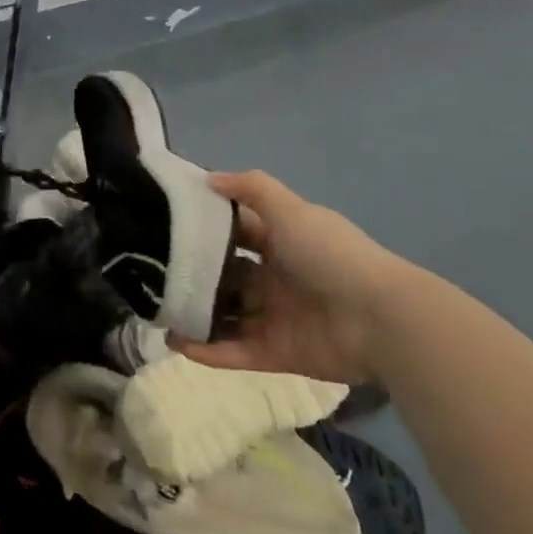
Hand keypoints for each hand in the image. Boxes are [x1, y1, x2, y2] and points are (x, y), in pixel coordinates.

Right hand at [174, 171, 409, 385]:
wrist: (380, 319)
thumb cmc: (330, 255)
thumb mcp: (291, 209)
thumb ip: (251, 189)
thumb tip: (208, 179)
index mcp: (281, 242)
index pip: (236, 233)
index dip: (205, 230)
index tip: (166, 228)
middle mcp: (276, 278)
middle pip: (226, 277)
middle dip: (194, 276)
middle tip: (152, 274)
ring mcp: (276, 318)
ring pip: (226, 316)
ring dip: (194, 315)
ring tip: (156, 312)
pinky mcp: (277, 354)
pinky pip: (236, 352)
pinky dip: (208, 350)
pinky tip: (175, 343)